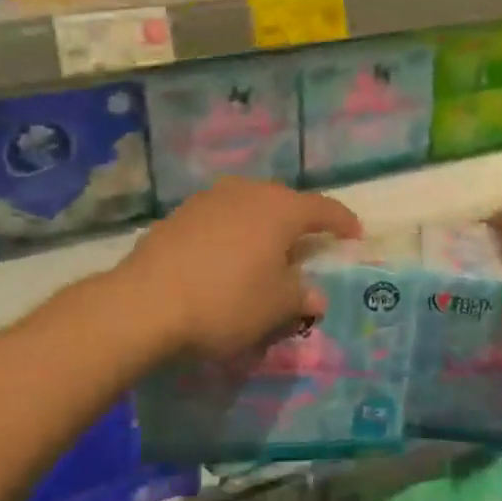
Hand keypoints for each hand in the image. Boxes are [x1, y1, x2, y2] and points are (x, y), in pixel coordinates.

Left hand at [117, 178, 363, 359]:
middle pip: (284, 202)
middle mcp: (247, 192)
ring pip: (248, 206)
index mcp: (280, 209)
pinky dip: (232, 232)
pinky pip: (220, 218)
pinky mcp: (179, 214)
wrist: (146, 302)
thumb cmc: (226, 301)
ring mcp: (209, 199)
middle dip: (299, 221)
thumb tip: (314, 295)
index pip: (323, 209)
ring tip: (264, 250)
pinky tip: (225, 257)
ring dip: (262, 225)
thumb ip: (301, 297)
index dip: (342, 221)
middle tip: (307, 245)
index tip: (355, 234)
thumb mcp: (275, 308)